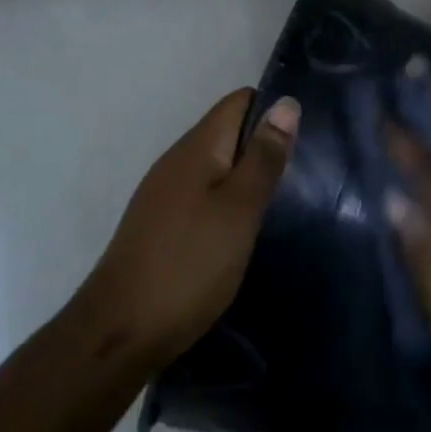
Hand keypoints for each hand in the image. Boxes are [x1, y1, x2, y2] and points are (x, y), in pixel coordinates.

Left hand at [78, 89, 299, 369]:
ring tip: (284, 202)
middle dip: (264, 146)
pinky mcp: (161, 225)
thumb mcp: (239, 209)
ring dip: (247, 177)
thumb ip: (263, 157)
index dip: (273, 110)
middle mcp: (176, 162)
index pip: (239, 102)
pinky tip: (245, 230)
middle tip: (304, 175)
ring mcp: (164, 194)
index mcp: (196, 148)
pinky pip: (203, 196)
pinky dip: (228, 204)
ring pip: (216, 167)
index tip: (308, 137)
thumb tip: (286, 103)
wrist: (121, 329)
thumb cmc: (189, 264)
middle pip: (228, 133)